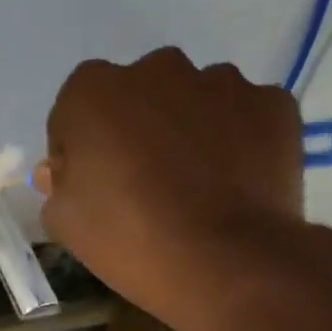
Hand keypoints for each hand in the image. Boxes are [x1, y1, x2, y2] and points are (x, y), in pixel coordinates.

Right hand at [35, 50, 331, 330]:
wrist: (222, 261)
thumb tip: (71, 170)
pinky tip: (232, 181)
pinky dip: (236, 138)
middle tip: (140, 178)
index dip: (79, 145)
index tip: (89, 180)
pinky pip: (243, 114)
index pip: (75, 108)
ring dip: (187, 127)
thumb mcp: (62, 219)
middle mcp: (156, 69)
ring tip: (193, 182)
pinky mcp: (272, 103)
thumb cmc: (125, 236)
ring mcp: (220, 82)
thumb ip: (59, 182)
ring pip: (193, 98)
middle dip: (135, 125)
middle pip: (136, 93)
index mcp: (93, 91)